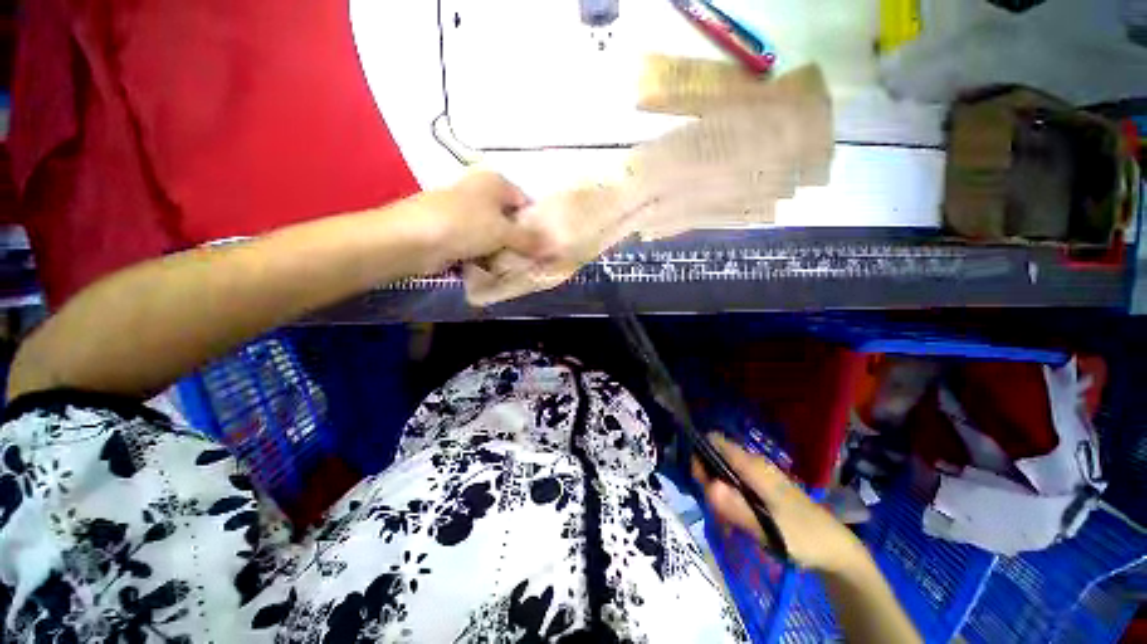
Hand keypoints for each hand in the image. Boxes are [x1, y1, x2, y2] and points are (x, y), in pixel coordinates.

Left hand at [405, 171, 543, 272]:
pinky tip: (493, 269)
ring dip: (502, 252)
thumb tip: (553, 247)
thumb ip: (530, 239)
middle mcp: (480, 194)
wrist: (413, 239)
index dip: (535, 224)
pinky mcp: (454, 232)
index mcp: (495, 183)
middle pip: (509, 220)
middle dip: (518, 241)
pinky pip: (478, 245)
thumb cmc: (465, 225)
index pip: (525, 202)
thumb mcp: (504, 231)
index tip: (542, 246)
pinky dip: (486, 257)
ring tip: (513, 268)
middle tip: (529, 260)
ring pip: (494, 235)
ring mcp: (465, 213)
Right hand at [693, 433, 865, 573]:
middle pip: (716, 459)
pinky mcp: (762, 489)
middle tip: (716, 512)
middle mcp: (753, 465)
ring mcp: (758, 476)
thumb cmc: (804, 537)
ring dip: (718, 495)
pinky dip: (729, 501)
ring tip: (726, 524)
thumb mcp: (769, 529)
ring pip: (724, 475)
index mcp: (754, 466)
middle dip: (708, 481)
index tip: (698, 481)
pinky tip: (735, 523)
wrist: (836, 550)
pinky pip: (734, 486)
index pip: (715, 442)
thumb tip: (709, 487)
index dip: (700, 454)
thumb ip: (737, 509)